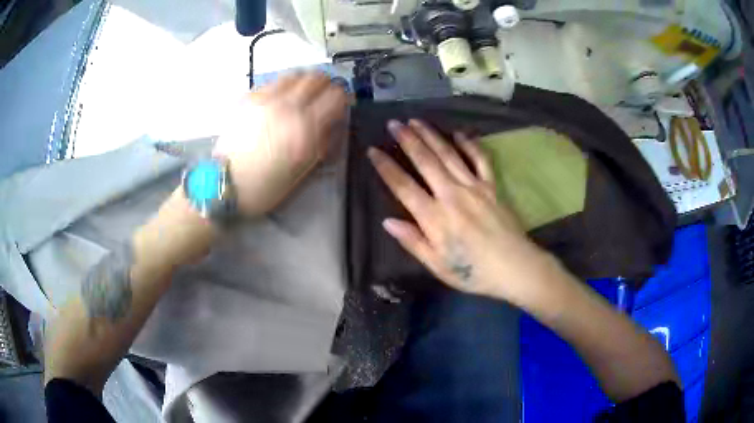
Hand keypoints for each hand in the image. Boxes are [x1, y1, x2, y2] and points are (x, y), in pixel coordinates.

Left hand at [214, 72, 348, 216]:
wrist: (225, 183)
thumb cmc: (265, 185)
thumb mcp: (302, 172)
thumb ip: (323, 144)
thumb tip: (335, 124)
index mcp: (305, 128)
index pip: (336, 96)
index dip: (343, 97)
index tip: (342, 105)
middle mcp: (287, 107)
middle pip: (317, 78)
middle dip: (326, 85)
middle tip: (324, 96)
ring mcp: (266, 99)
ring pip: (294, 75)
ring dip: (304, 82)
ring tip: (302, 94)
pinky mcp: (248, 99)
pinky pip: (272, 82)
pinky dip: (282, 86)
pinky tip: (279, 100)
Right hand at [368, 119, 550, 302]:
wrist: (515, 267)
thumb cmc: (474, 272)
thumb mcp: (438, 266)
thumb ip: (413, 242)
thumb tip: (387, 221)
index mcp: (435, 218)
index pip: (403, 187)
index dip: (386, 167)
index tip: (372, 150)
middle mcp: (452, 195)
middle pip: (426, 161)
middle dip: (407, 140)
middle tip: (394, 123)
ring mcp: (474, 187)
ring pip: (449, 154)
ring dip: (431, 135)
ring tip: (416, 120)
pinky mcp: (492, 186)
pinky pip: (480, 159)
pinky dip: (469, 144)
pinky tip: (459, 133)